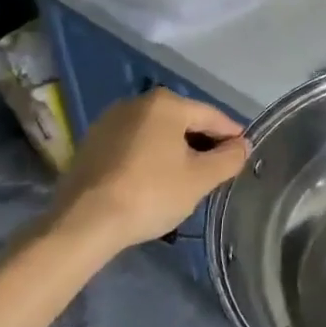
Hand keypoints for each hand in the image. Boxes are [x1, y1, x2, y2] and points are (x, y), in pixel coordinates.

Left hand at [50, 88, 248, 255]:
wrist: (82, 223)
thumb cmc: (150, 193)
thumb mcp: (200, 179)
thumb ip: (229, 158)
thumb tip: (242, 146)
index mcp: (166, 104)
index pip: (211, 116)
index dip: (231, 135)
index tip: (243, 154)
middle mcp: (136, 103)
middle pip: (183, 122)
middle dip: (202, 143)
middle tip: (216, 170)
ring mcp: (109, 122)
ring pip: (157, 133)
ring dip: (175, 151)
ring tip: (186, 178)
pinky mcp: (90, 144)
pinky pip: (133, 145)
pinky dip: (149, 157)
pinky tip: (153, 181)